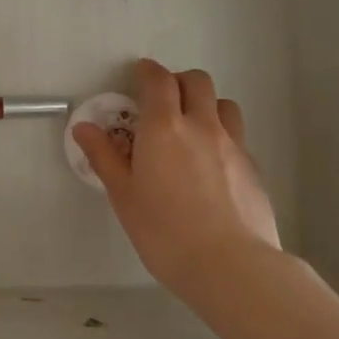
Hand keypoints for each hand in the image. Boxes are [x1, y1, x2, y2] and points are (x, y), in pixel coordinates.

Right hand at [75, 59, 282, 297]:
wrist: (231, 267)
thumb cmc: (165, 232)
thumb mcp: (124, 196)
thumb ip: (104, 157)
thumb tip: (84, 128)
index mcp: (164, 127)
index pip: (158, 80)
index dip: (148, 71)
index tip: (139, 74)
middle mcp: (202, 125)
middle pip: (197, 81)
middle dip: (178, 81)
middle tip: (163, 101)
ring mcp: (234, 145)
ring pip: (224, 104)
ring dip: (207, 105)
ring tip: (193, 128)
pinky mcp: (254, 169)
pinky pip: (238, 138)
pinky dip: (223, 137)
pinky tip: (214, 165)